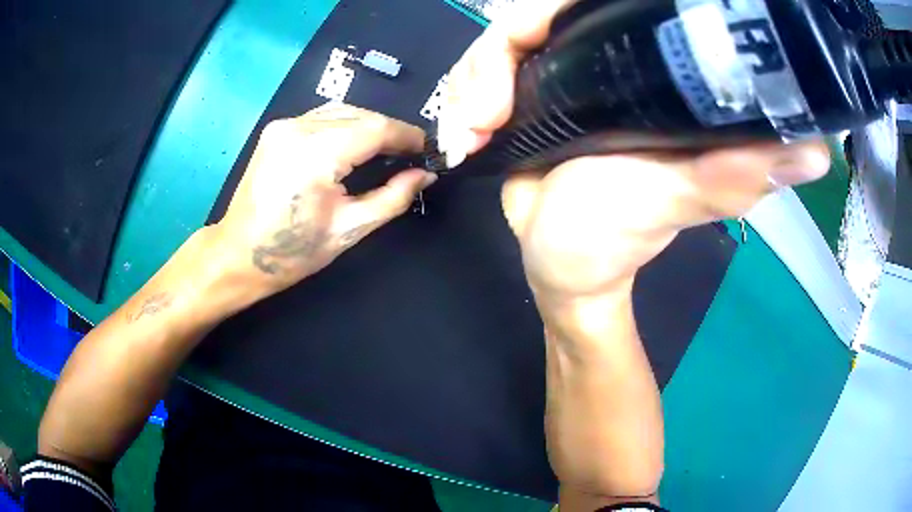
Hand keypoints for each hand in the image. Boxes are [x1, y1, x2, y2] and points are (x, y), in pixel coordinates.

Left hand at [213, 104, 435, 295]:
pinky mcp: (277, 129)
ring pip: (343, 111)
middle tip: (411, 155)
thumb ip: (393, 198)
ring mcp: (284, 125)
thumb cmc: (292, 252)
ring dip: (369, 126)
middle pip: (361, 115)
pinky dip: (346, 126)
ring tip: (386, 151)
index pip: (376, 128)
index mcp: (316, 154)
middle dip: (391, 131)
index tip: (429, 150)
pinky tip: (354, 145)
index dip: (408, 136)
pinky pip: (323, 117)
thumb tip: (424, 176)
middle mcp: (298, 128)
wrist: (238, 255)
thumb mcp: (349, 230)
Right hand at [441, 2, 829, 305]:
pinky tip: (468, 129)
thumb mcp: (675, 202)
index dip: (565, 1)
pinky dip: (466, 89)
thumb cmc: (615, 240)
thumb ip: (733, 175)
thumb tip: (815, 151)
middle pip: (546, 8)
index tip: (533, 33)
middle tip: (488, 111)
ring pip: (506, 34)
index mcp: (659, 71)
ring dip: (476, 76)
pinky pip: (488, 64)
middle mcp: (617, 57)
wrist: (560, 262)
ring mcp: (570, 68)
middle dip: (506, 43)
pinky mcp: (535, 86)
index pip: (612, 0)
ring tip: (473, 130)